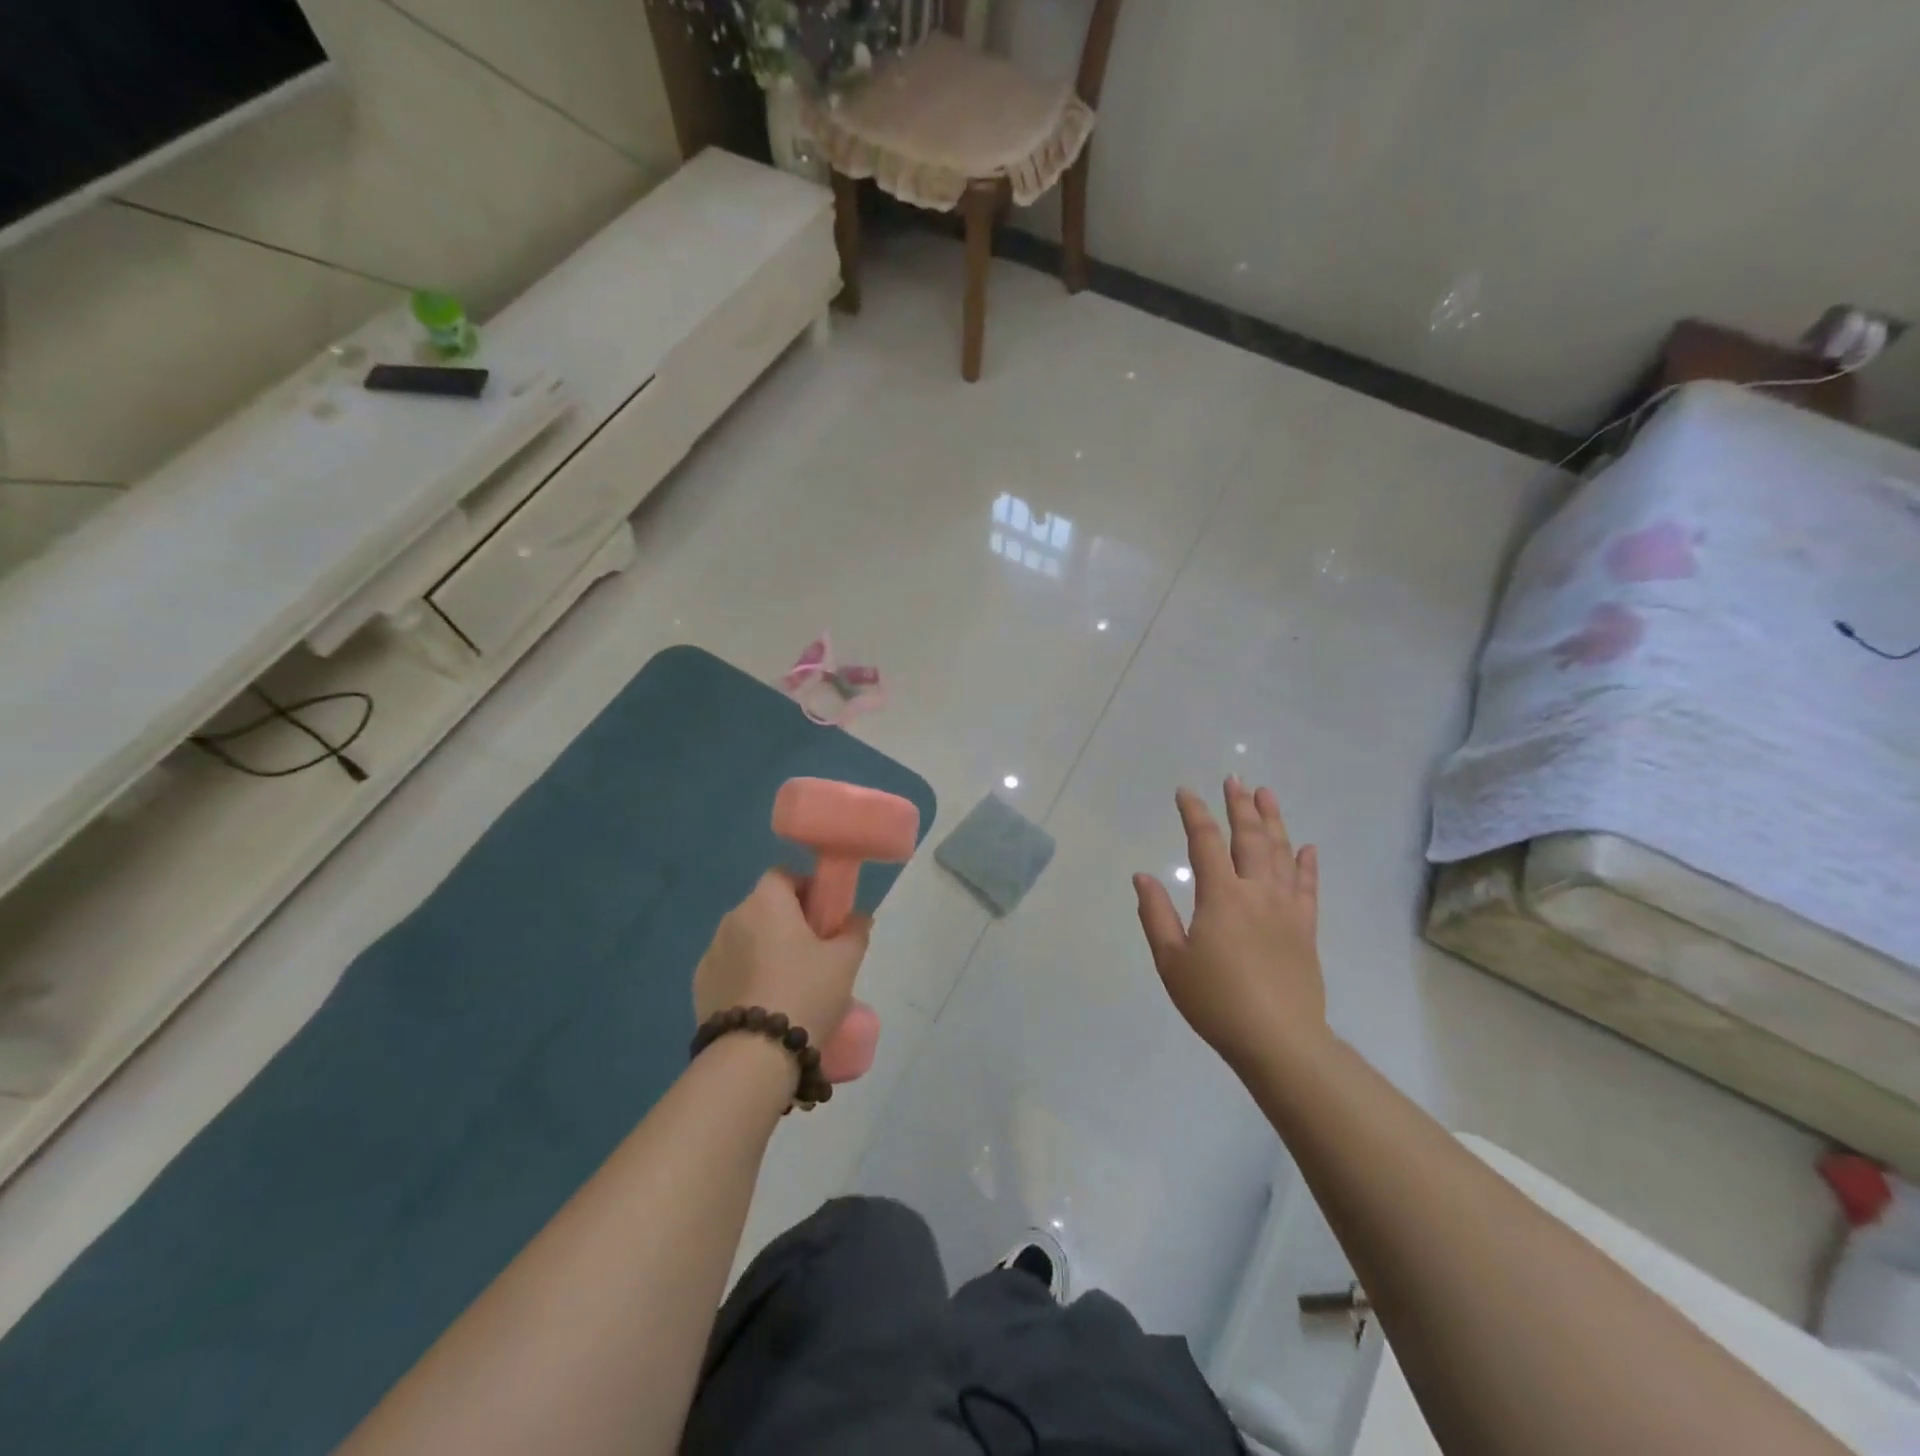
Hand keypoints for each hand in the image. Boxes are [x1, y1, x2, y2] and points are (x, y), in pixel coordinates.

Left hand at [694, 872, 872, 1044]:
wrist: (754, 1055)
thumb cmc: (805, 992)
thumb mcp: (845, 960)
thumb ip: (855, 930)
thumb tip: (856, 917)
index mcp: (766, 902)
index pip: (784, 876)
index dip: (806, 889)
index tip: (825, 917)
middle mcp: (733, 918)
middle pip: (765, 907)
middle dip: (788, 922)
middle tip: (815, 952)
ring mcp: (711, 953)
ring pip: (746, 939)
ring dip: (765, 949)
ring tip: (789, 983)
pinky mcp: (699, 986)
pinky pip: (730, 967)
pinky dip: (746, 975)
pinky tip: (765, 1003)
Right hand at [1134, 779, 1324, 1071]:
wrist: (1279, 1040)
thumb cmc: (1215, 1001)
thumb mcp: (1171, 960)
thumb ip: (1156, 914)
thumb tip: (1143, 876)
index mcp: (1221, 896)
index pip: (1206, 841)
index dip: (1194, 813)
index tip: (1185, 792)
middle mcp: (1256, 891)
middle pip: (1250, 837)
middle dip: (1240, 805)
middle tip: (1235, 779)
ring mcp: (1286, 908)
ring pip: (1281, 853)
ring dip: (1274, 820)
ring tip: (1267, 794)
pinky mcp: (1306, 928)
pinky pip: (1308, 886)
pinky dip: (1307, 863)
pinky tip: (1307, 847)